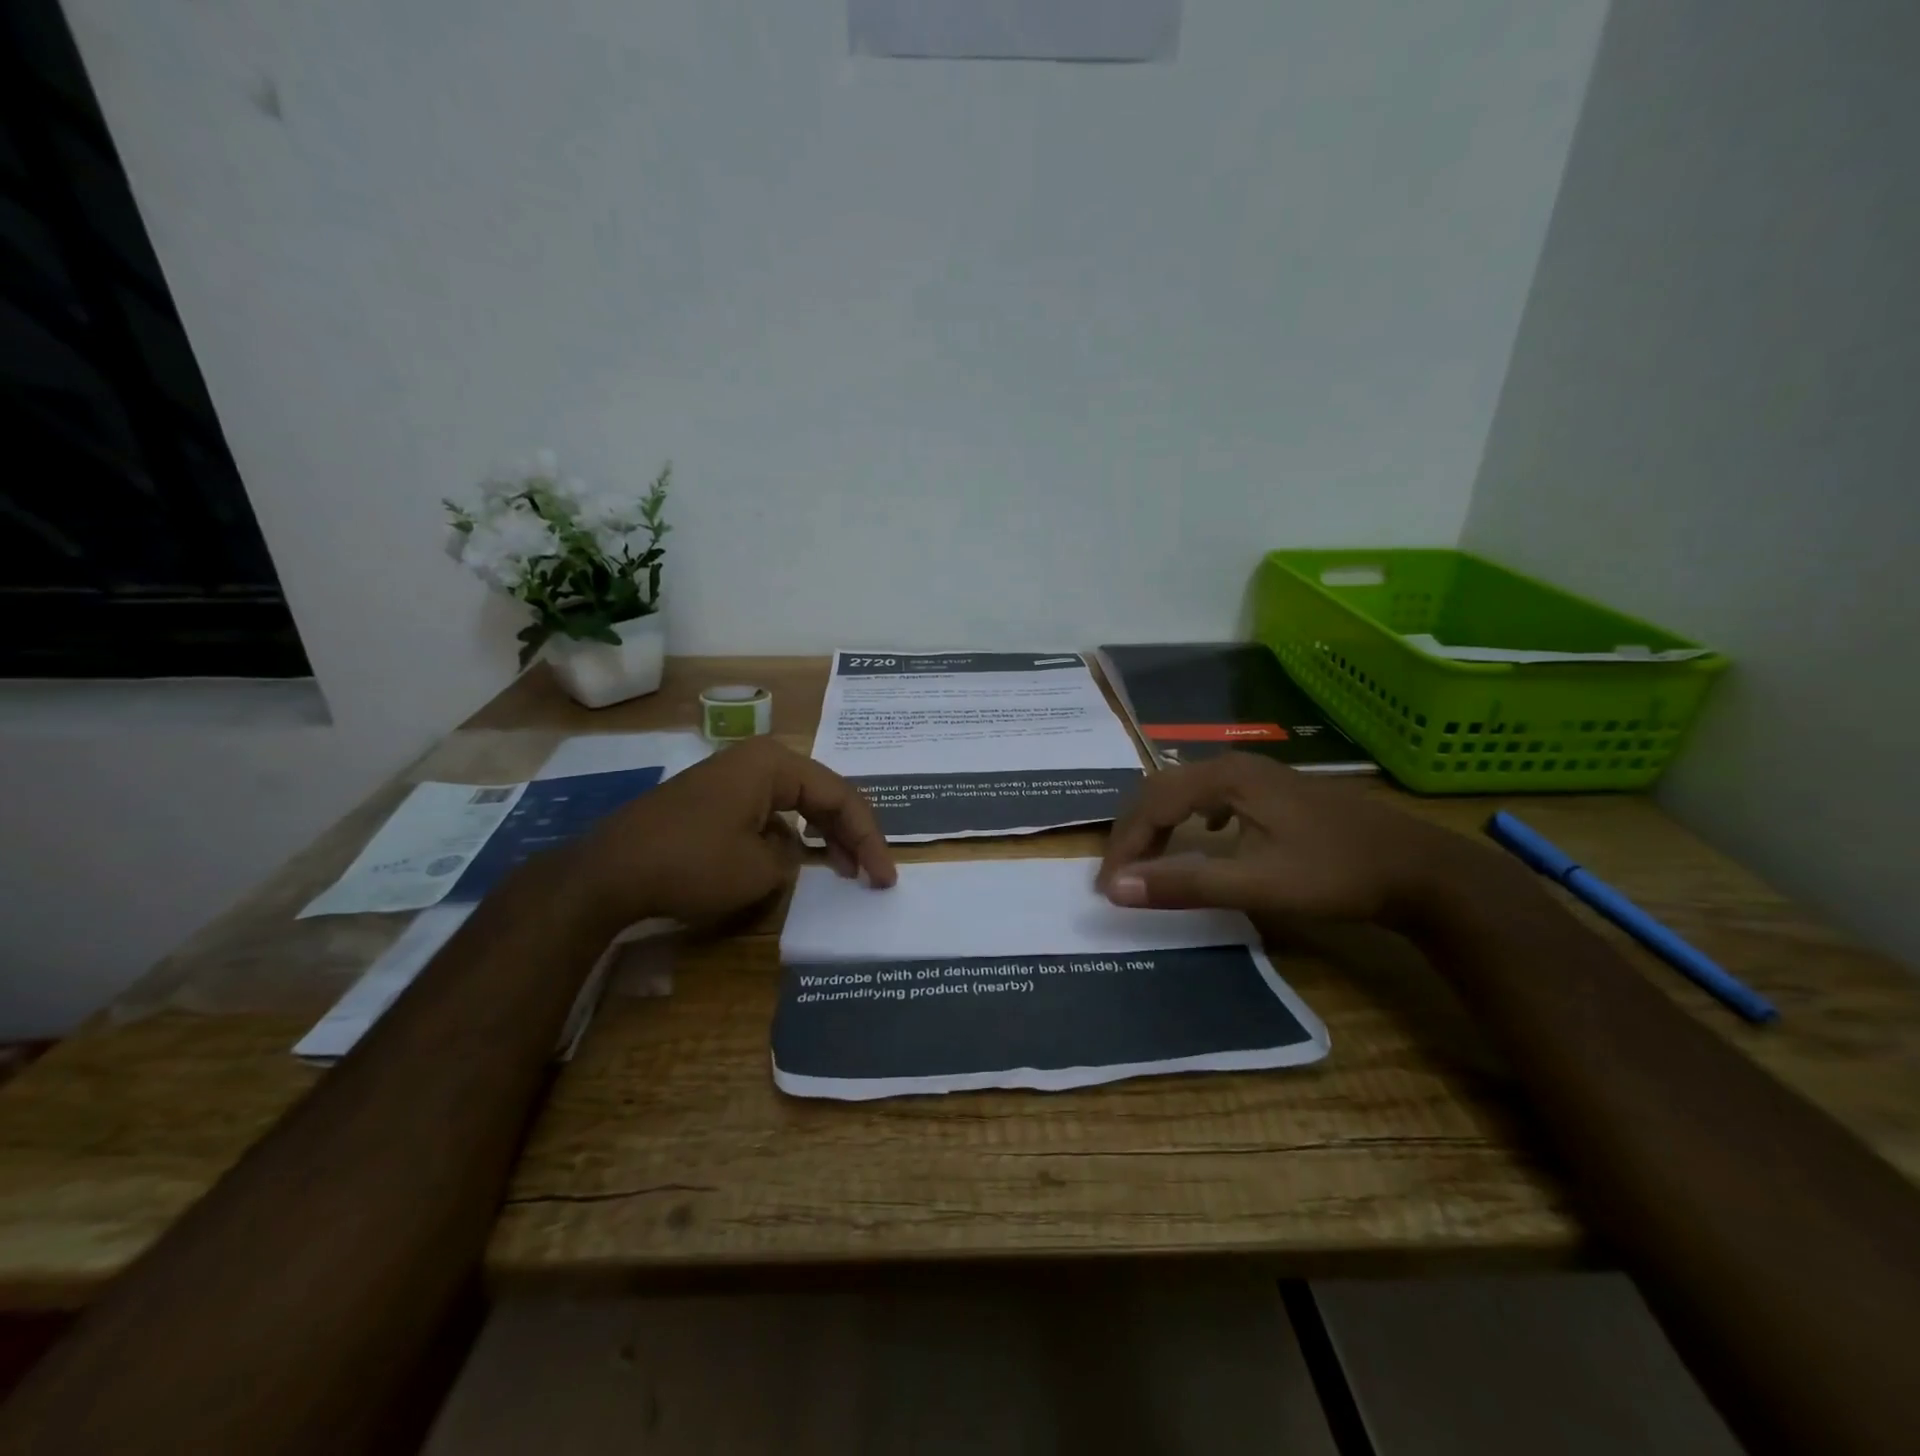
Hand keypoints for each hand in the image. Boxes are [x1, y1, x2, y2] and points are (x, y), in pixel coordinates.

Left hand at [562, 738, 896, 927]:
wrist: (606, 874)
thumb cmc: (691, 863)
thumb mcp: (759, 869)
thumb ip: (793, 857)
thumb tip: (787, 851)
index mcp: (774, 763)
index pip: (840, 796)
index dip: (868, 838)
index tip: (883, 878)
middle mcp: (754, 762)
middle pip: (819, 795)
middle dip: (848, 834)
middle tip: (871, 873)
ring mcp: (729, 780)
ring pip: (793, 805)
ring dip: (819, 836)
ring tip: (841, 869)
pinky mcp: (710, 802)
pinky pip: (764, 814)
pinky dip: (786, 838)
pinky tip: (793, 862)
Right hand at [1096, 752, 1482, 924]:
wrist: (1419, 867)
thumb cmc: (1335, 874)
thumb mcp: (1256, 883)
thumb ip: (1185, 884)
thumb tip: (1116, 889)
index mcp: (1225, 778)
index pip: (1152, 805)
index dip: (1125, 846)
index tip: (1109, 887)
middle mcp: (1235, 765)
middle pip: (1163, 789)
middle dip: (1135, 832)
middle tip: (1120, 874)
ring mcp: (1259, 775)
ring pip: (1186, 790)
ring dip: (1160, 824)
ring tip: (1149, 859)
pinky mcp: (1276, 791)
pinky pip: (1213, 795)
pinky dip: (1191, 817)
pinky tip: (1206, 835)